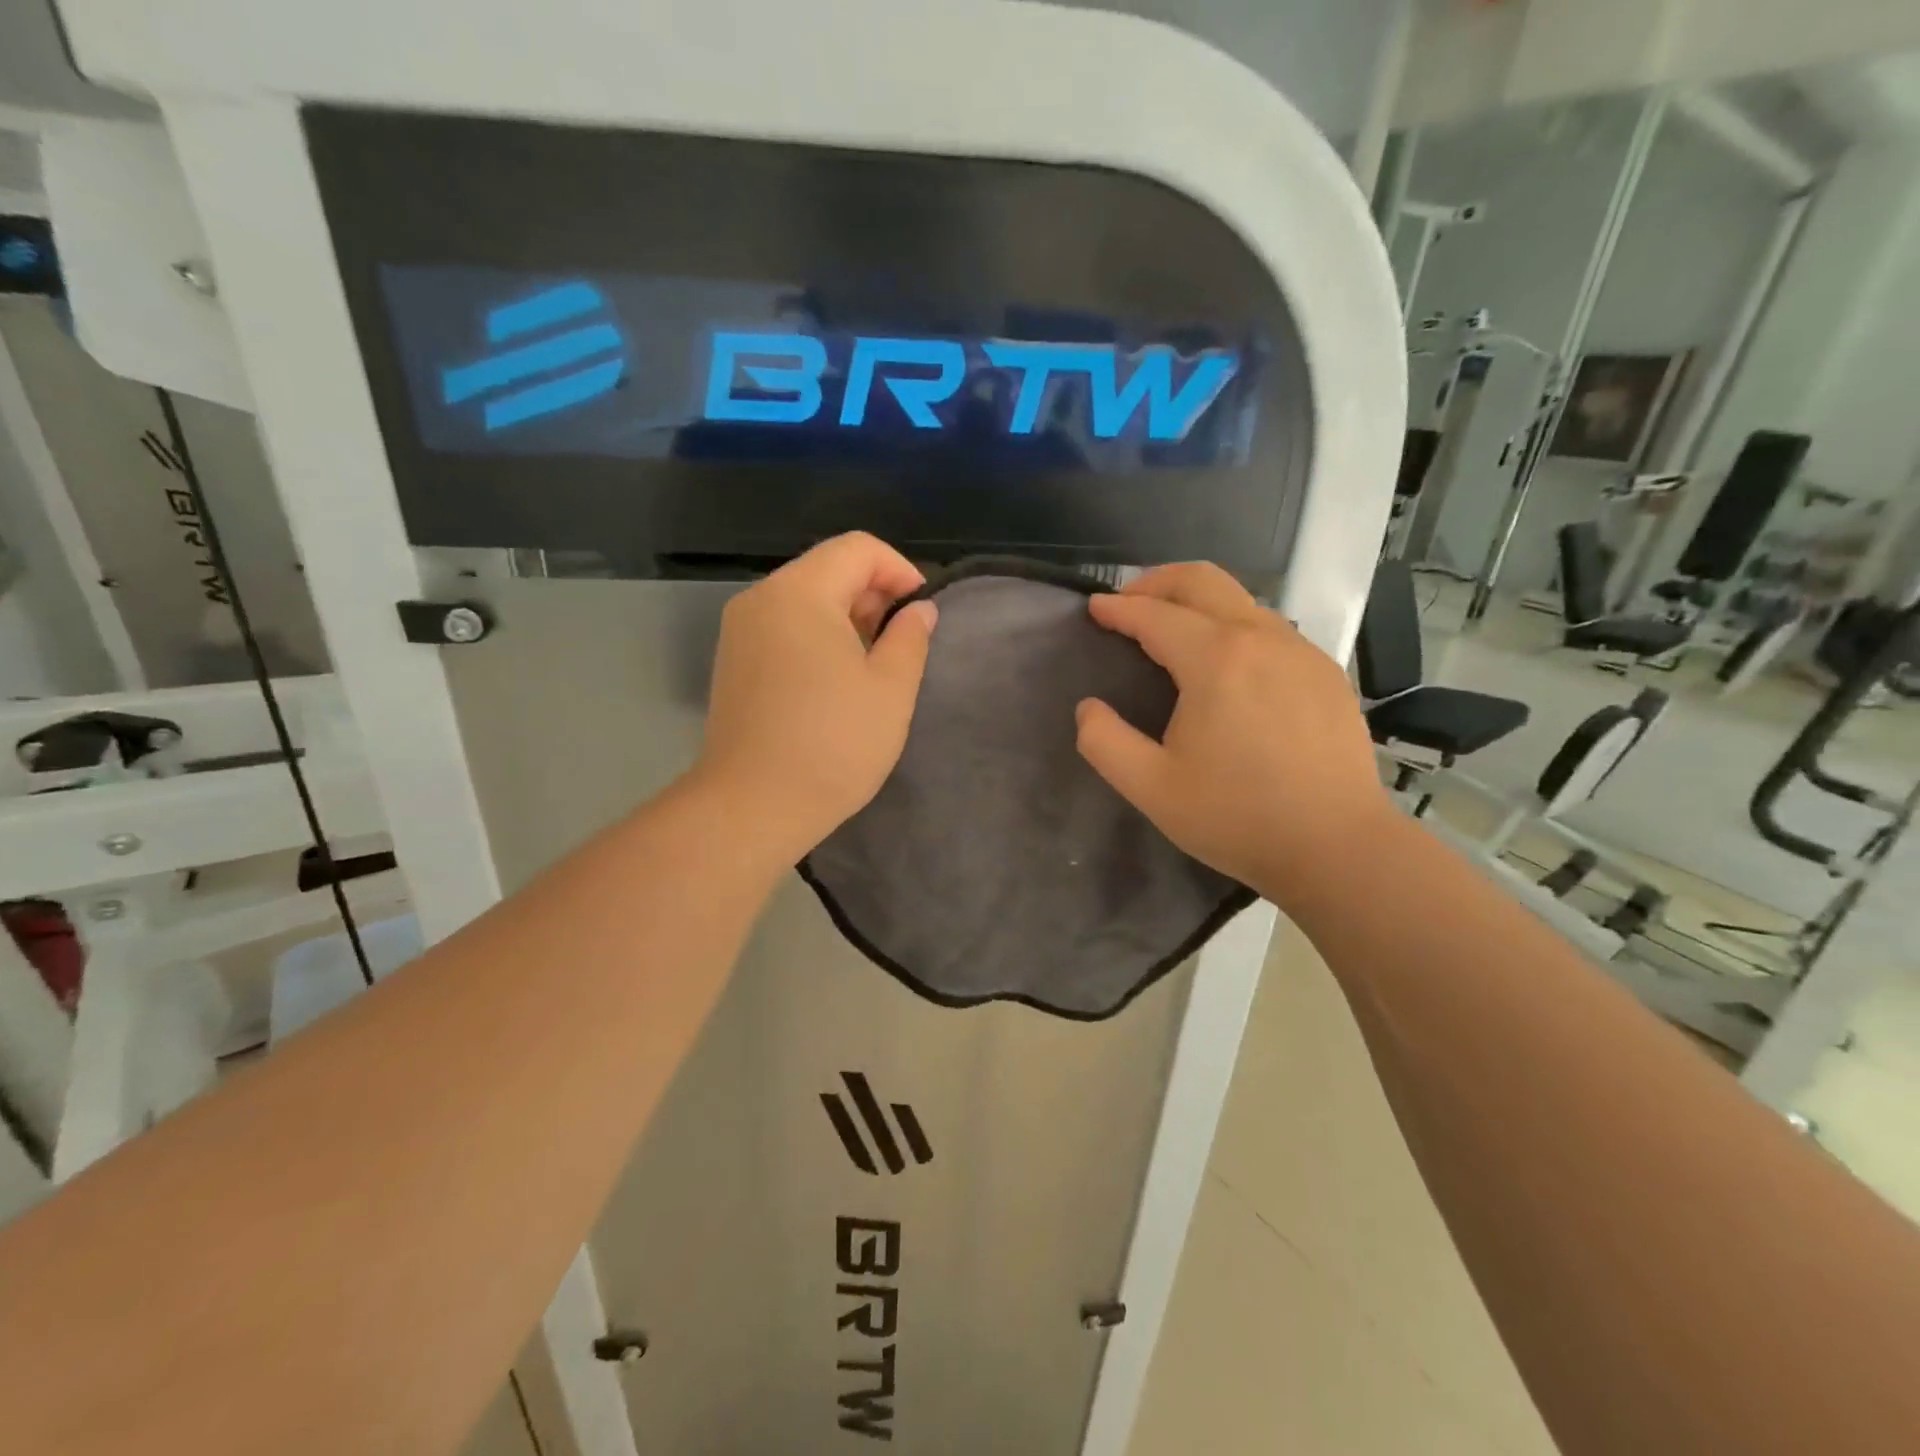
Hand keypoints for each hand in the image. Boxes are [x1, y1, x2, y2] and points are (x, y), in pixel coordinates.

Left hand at [693, 533, 936, 861]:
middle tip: (902, 644)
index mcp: (800, 592)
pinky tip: (836, 682)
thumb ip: (910, 637)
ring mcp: (740, 632)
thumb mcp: (890, 689)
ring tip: (874, 666)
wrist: (753, 806)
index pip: (858, 549)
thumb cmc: (833, 744)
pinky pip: (784, 629)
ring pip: (805, 601)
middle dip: (874, 595)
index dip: (900, 571)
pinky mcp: (733, 663)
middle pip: (828, 569)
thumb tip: (919, 610)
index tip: (922, 614)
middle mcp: (762, 599)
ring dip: (848, 619)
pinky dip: (818, 638)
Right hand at [1074, 563, 1394, 905]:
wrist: (1337, 847)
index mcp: (1215, 660)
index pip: (1154, 615)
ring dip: (1197, 602)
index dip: (1117, 608)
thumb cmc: (1237, 817)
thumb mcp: (1151, 788)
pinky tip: (1227, 664)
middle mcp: (1261, 638)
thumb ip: (1105, 742)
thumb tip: (1089, 708)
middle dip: (1156, 582)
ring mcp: (1300, 651)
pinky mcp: (1326, 672)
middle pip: (1202, 581)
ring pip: (1241, 600)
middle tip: (1128, 602)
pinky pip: (1270, 628)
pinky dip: (1234, 626)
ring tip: (1172, 631)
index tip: (1093, 608)